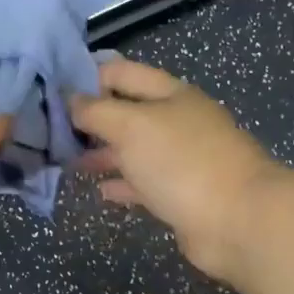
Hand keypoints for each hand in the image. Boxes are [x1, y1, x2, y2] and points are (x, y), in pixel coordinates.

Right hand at [71, 58, 282, 283]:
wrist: (239, 221)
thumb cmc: (182, 162)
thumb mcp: (131, 126)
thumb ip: (96, 111)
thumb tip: (72, 100)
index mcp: (171, 94)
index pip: (122, 73)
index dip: (89, 77)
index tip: (54, 92)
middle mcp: (178, 121)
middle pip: (128, 111)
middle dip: (93, 118)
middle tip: (54, 130)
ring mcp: (183, 158)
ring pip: (135, 148)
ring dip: (104, 152)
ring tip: (69, 160)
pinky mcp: (183, 193)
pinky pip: (145, 182)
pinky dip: (122, 183)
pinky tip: (100, 190)